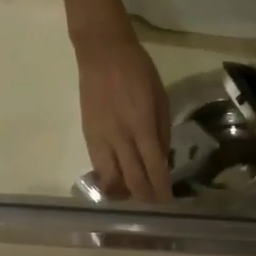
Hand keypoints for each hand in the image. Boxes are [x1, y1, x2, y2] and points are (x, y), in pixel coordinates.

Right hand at [75, 28, 171, 202]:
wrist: (102, 52)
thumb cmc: (138, 71)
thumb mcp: (161, 98)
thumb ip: (162, 131)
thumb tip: (162, 160)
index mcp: (142, 125)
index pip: (153, 167)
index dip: (161, 189)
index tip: (168, 201)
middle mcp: (120, 137)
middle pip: (132, 180)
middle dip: (145, 197)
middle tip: (154, 203)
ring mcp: (100, 138)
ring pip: (110, 179)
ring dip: (124, 193)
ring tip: (134, 195)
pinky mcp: (87, 135)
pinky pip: (97, 166)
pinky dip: (109, 179)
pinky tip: (117, 180)